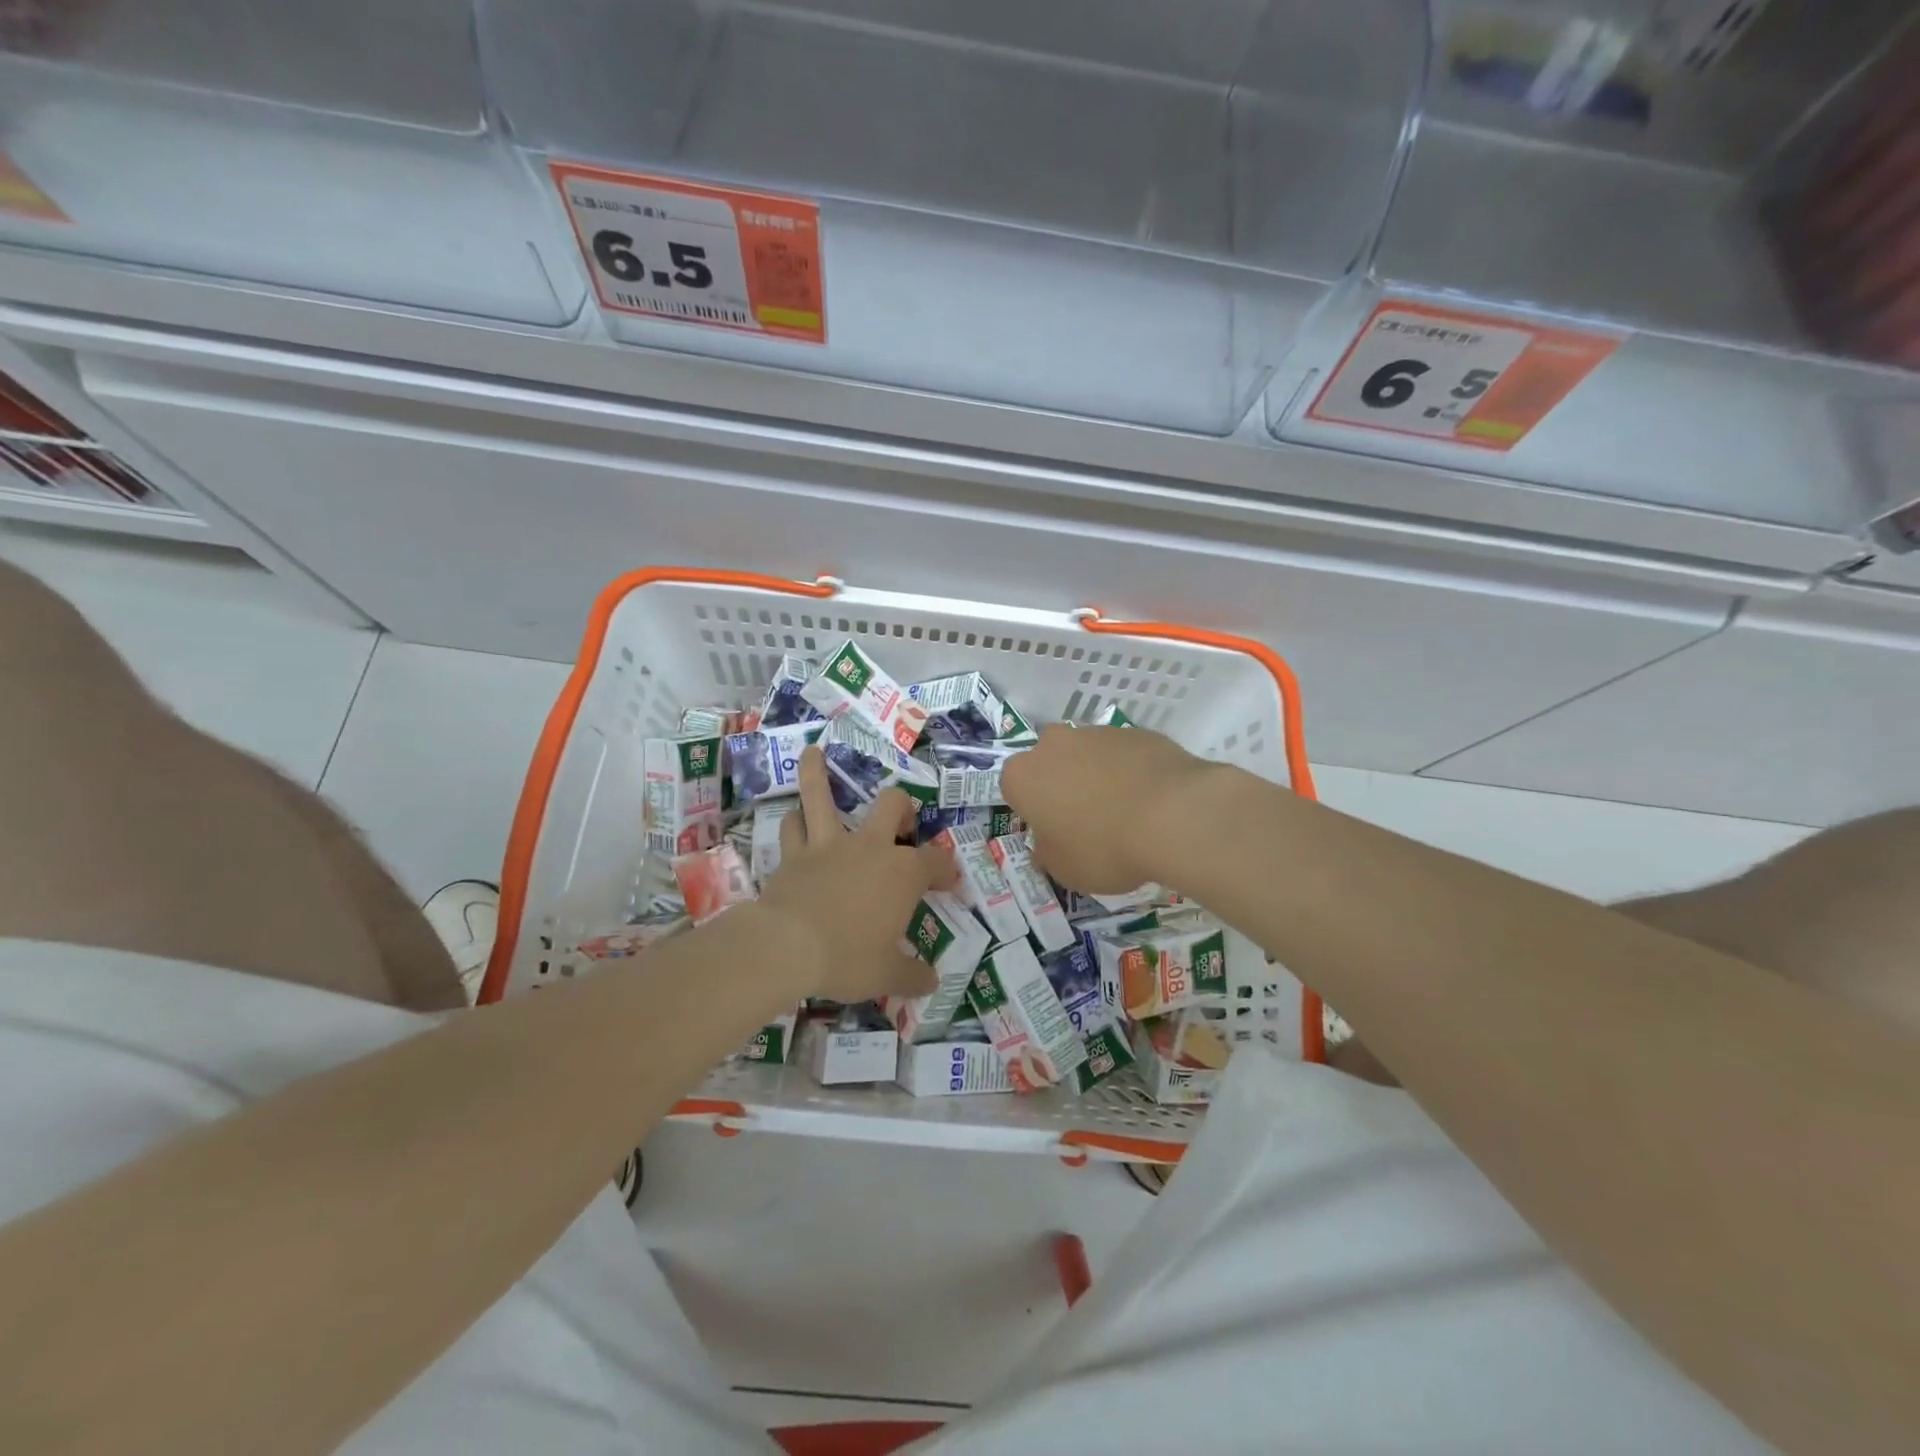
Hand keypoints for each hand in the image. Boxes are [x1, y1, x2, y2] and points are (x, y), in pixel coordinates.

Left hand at [756, 747, 956, 1002]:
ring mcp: (829, 845)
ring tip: (814, 753)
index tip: (948, 882)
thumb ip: (912, 976)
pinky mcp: (794, 854)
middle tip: (900, 823)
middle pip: (892, 806)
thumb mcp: (887, 975)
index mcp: (902, 873)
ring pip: (822, 795)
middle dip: (901, 809)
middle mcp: (870, 847)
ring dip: (818, 774)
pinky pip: (793, 826)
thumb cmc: (848, 958)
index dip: (945, 870)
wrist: (787, 947)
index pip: (935, 861)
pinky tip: (793, 815)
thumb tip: (931, 982)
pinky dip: (795, 820)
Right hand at [1000, 724, 1217, 893]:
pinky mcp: (1136, 731)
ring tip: (1125, 812)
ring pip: (1087, 755)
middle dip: (1062, 786)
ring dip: (1097, 776)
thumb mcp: (1064, 870)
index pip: (1014, 790)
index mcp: (1023, 776)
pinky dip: (1131, 771)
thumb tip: (1048, 843)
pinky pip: (1124, 754)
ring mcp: (1097, 732)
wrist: (1174, 815)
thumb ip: (1048, 853)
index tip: (1055, 833)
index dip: (1034, 813)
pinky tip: (1151, 800)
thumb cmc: (1104, 847)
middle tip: (1086, 821)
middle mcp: (1053, 744)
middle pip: (1050, 763)